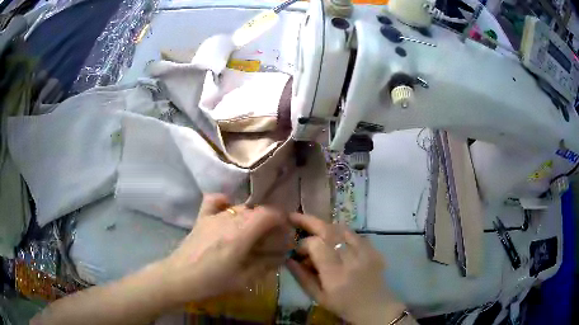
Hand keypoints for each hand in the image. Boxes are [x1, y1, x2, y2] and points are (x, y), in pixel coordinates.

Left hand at [160, 194, 294, 303]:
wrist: (179, 278)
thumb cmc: (212, 282)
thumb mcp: (243, 280)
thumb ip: (265, 265)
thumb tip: (281, 255)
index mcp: (240, 235)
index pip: (268, 214)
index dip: (281, 219)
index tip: (285, 232)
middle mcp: (228, 220)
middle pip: (256, 210)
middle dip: (269, 221)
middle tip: (271, 239)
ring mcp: (213, 216)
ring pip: (240, 207)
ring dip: (251, 217)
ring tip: (252, 233)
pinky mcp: (202, 218)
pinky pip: (215, 201)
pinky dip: (226, 202)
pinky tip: (229, 211)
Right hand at [286, 213, 406, 324]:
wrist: (374, 307)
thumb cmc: (343, 306)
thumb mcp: (318, 297)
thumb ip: (302, 277)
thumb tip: (288, 259)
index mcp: (335, 275)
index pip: (317, 246)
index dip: (303, 244)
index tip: (297, 251)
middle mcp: (351, 260)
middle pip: (330, 231)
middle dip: (310, 221)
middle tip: (295, 217)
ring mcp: (365, 252)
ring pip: (342, 229)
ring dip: (326, 226)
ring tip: (315, 229)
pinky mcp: (374, 250)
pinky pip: (355, 234)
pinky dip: (341, 232)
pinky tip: (335, 238)